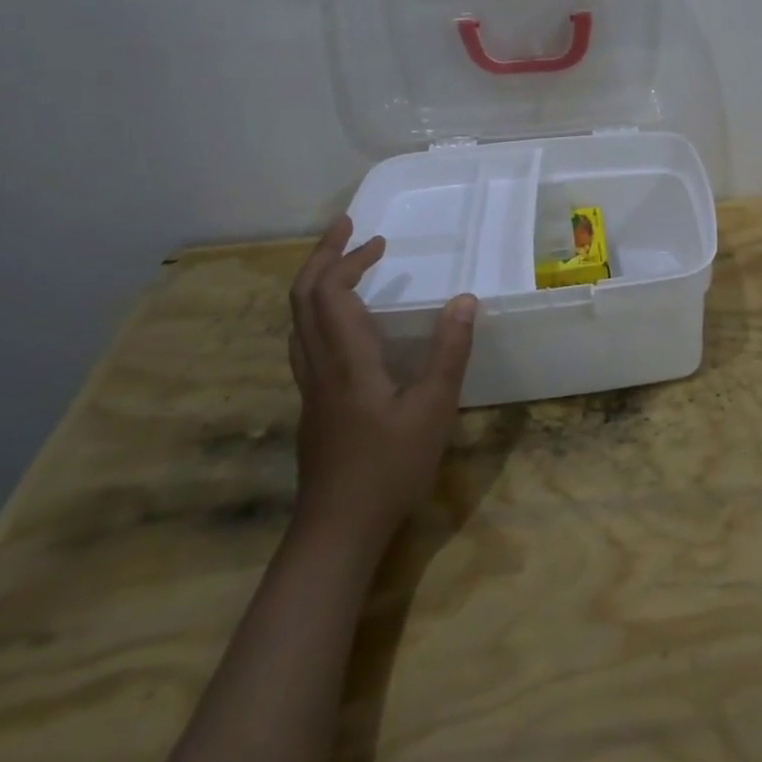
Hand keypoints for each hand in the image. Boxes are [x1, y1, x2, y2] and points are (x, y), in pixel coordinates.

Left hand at [287, 218, 476, 540]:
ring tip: (345, 265)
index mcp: (345, 359)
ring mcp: (311, 387)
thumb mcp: (433, 408)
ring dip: (316, 283)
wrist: (336, 531)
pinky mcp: (314, 405)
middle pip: (302, 298)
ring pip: (298, 321)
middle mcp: (319, 365)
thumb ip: (449, 352)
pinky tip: (345, 324)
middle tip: (348, 230)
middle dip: (322, 257)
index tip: (378, 240)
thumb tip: (464, 298)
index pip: (329, 293)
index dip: (348, 259)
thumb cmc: (389, 468)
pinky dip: (319, 312)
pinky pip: (306, 341)